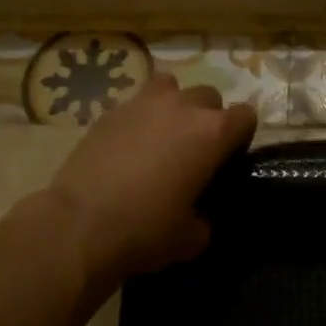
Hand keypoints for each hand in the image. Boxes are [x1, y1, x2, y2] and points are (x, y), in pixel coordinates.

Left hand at [45, 73, 256, 292]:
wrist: (78, 225)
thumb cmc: (145, 230)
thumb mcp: (190, 238)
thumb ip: (205, 219)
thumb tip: (199, 216)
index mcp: (213, 133)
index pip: (246, 116)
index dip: (241, 137)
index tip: (229, 160)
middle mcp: (183, 108)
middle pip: (209, 97)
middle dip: (207, 118)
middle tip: (194, 151)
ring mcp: (143, 104)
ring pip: (171, 87)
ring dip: (174, 106)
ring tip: (162, 135)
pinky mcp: (110, 112)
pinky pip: (136, 104)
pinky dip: (140, 119)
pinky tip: (129, 146)